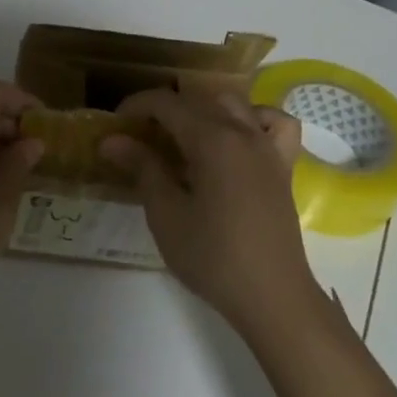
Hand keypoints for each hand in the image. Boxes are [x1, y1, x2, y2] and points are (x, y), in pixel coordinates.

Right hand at [101, 88, 317, 341]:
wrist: (272, 296)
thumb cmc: (213, 256)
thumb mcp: (166, 214)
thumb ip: (142, 168)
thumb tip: (112, 140)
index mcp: (212, 139)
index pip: (167, 103)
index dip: (137, 106)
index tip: (116, 124)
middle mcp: (242, 131)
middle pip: (198, 100)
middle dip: (165, 109)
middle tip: (139, 136)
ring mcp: (267, 147)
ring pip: (234, 104)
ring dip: (204, 109)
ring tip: (184, 136)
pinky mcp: (283, 166)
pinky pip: (275, 124)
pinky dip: (255, 119)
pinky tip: (239, 137)